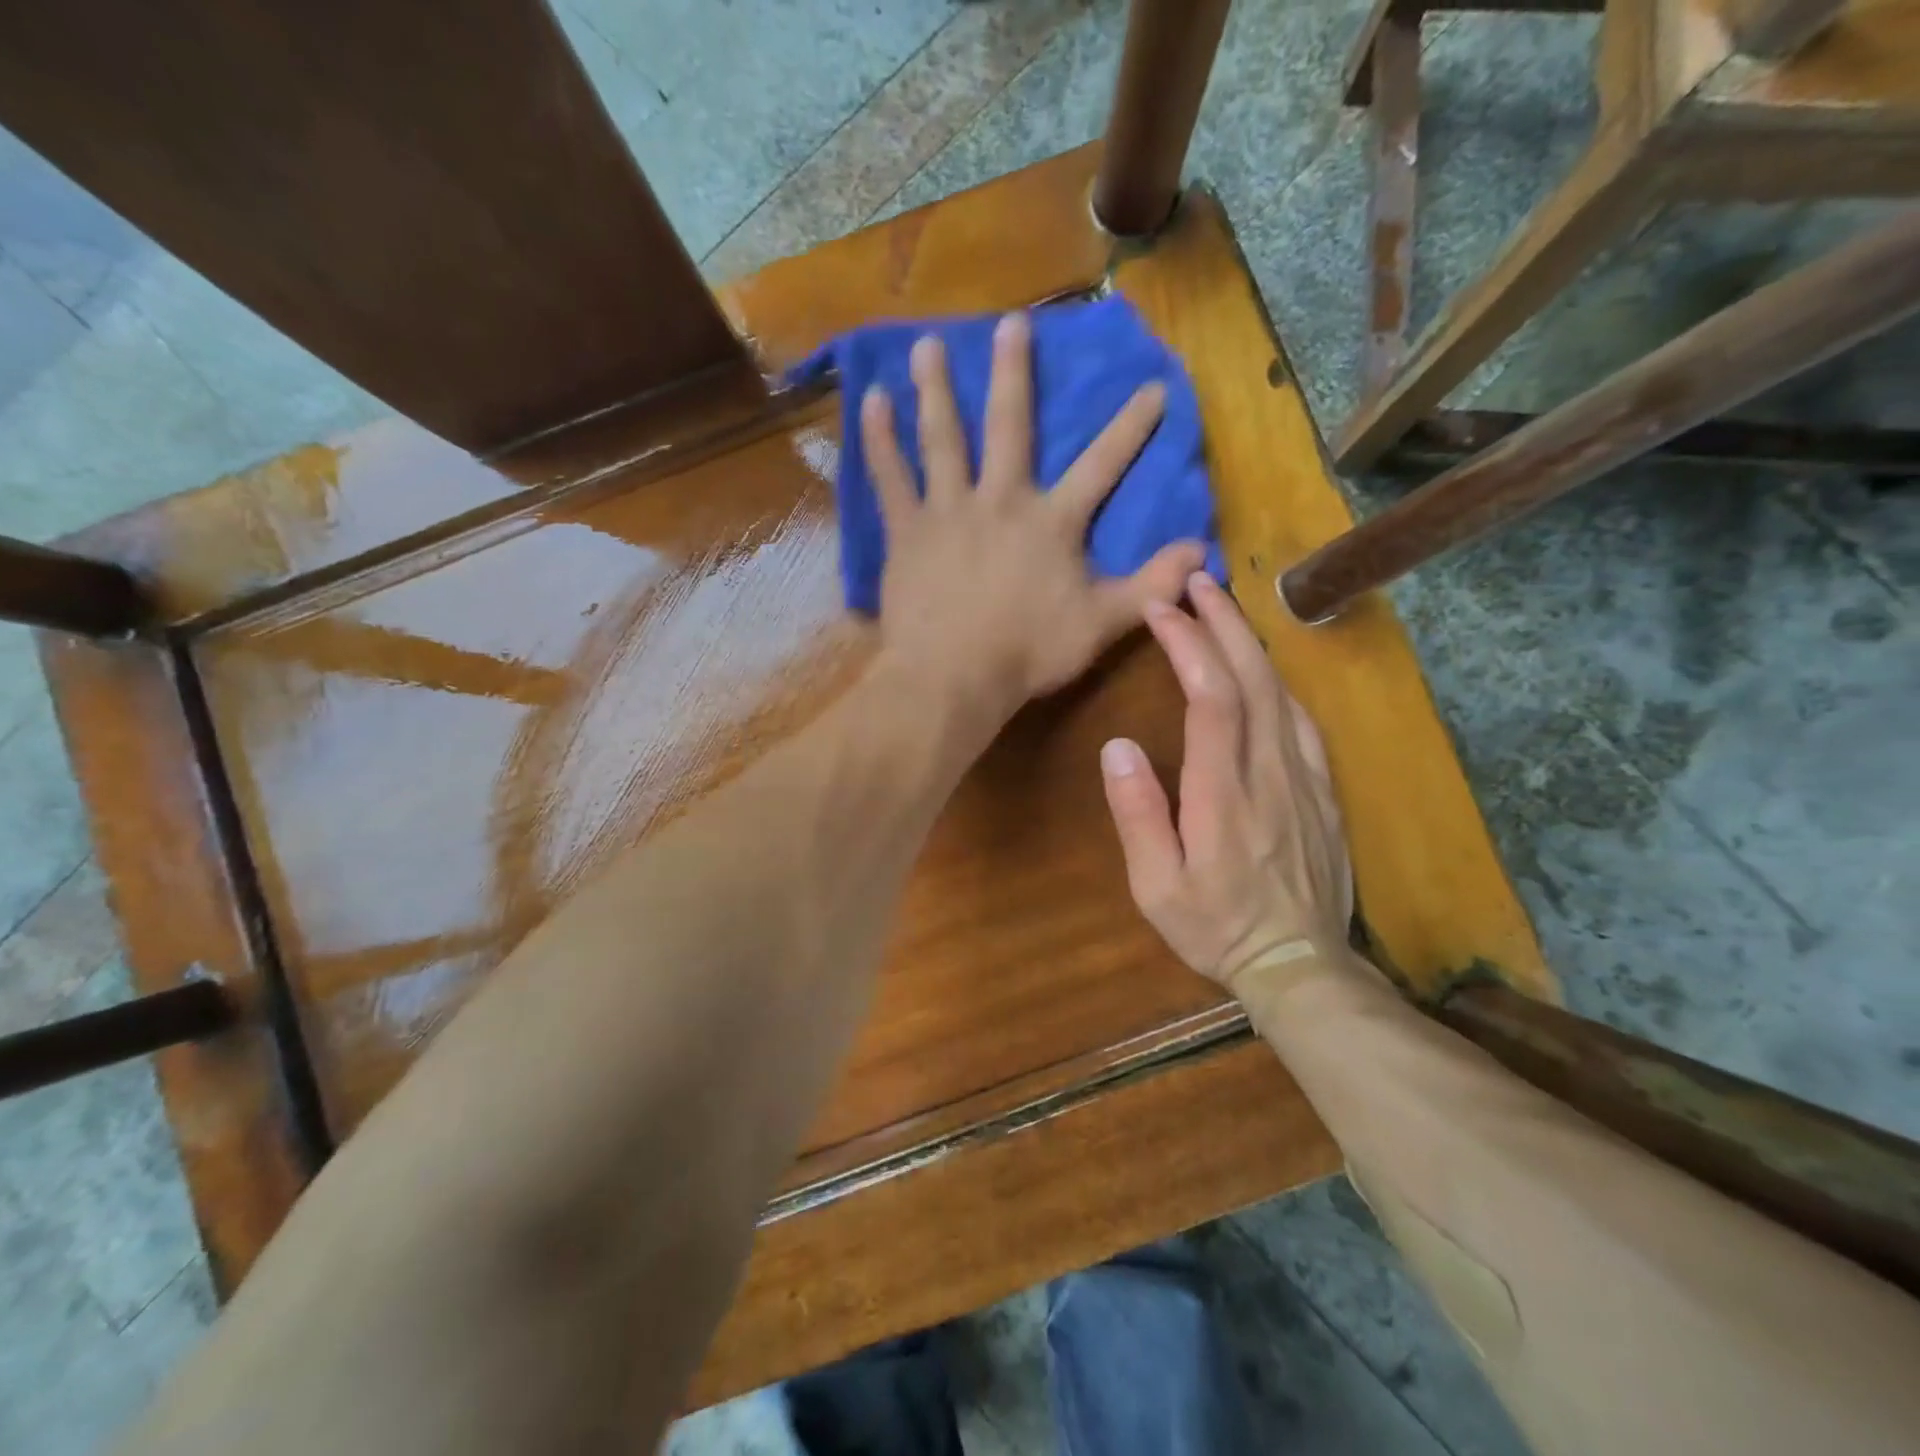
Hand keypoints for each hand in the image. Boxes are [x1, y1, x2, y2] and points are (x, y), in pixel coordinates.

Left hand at [863, 312, 1206, 728]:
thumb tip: (1202, 550)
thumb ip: (1152, 585)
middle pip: (1010, 426)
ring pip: (943, 438)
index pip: (1102, 465)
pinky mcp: (907, 531)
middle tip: (1010, 323)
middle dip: (1014, 374)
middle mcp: (1001, 500)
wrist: (954, 677)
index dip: (1130, 427)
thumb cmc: (1028, 653)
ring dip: (937, 388)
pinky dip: (879, 438)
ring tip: (927, 343)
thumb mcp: (1102, 624)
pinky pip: (890, 476)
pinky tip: (871, 400)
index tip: (1152, 386)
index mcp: (1052, 522)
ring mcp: (948, 510)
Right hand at [1100, 572, 1354, 995]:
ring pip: (1282, 692)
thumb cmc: (1214, 926)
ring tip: (1223, 607)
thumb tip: (1117, 746)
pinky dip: (1279, 680)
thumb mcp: (1157, 886)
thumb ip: (1138, 814)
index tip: (1162, 610)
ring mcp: (1305, 778)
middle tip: (1196, 581)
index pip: (1211, 698)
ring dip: (1251, 642)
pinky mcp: (1324, 789)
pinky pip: (1303, 720)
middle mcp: (1270, 772)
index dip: (1188, 645)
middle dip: (1223, 623)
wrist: (1300, 964)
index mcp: (1224, 794)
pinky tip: (1263, 668)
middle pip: (1253, 679)